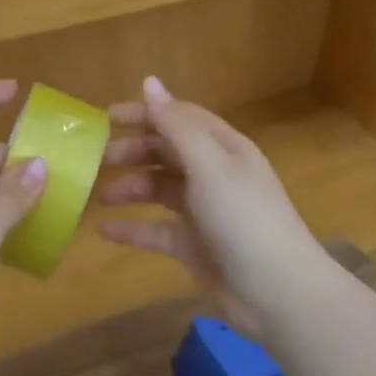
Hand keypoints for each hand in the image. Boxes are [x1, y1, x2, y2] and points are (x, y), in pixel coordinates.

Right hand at [97, 76, 324, 333]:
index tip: (105, 117)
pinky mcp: (194, 246)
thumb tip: (149, 81)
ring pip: (159, 190)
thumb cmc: (243, 218)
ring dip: (129, 188)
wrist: (279, 294)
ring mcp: (204, 211)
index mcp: (223, 148)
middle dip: (132, 152)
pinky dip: (131, 228)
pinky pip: (156, 230)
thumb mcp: (209, 164)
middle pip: (166, 152)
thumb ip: (175, 124)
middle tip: (96, 159)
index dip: (144, 113)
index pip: (178, 118)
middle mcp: (213, 174)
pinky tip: (103, 231)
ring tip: (97, 196)